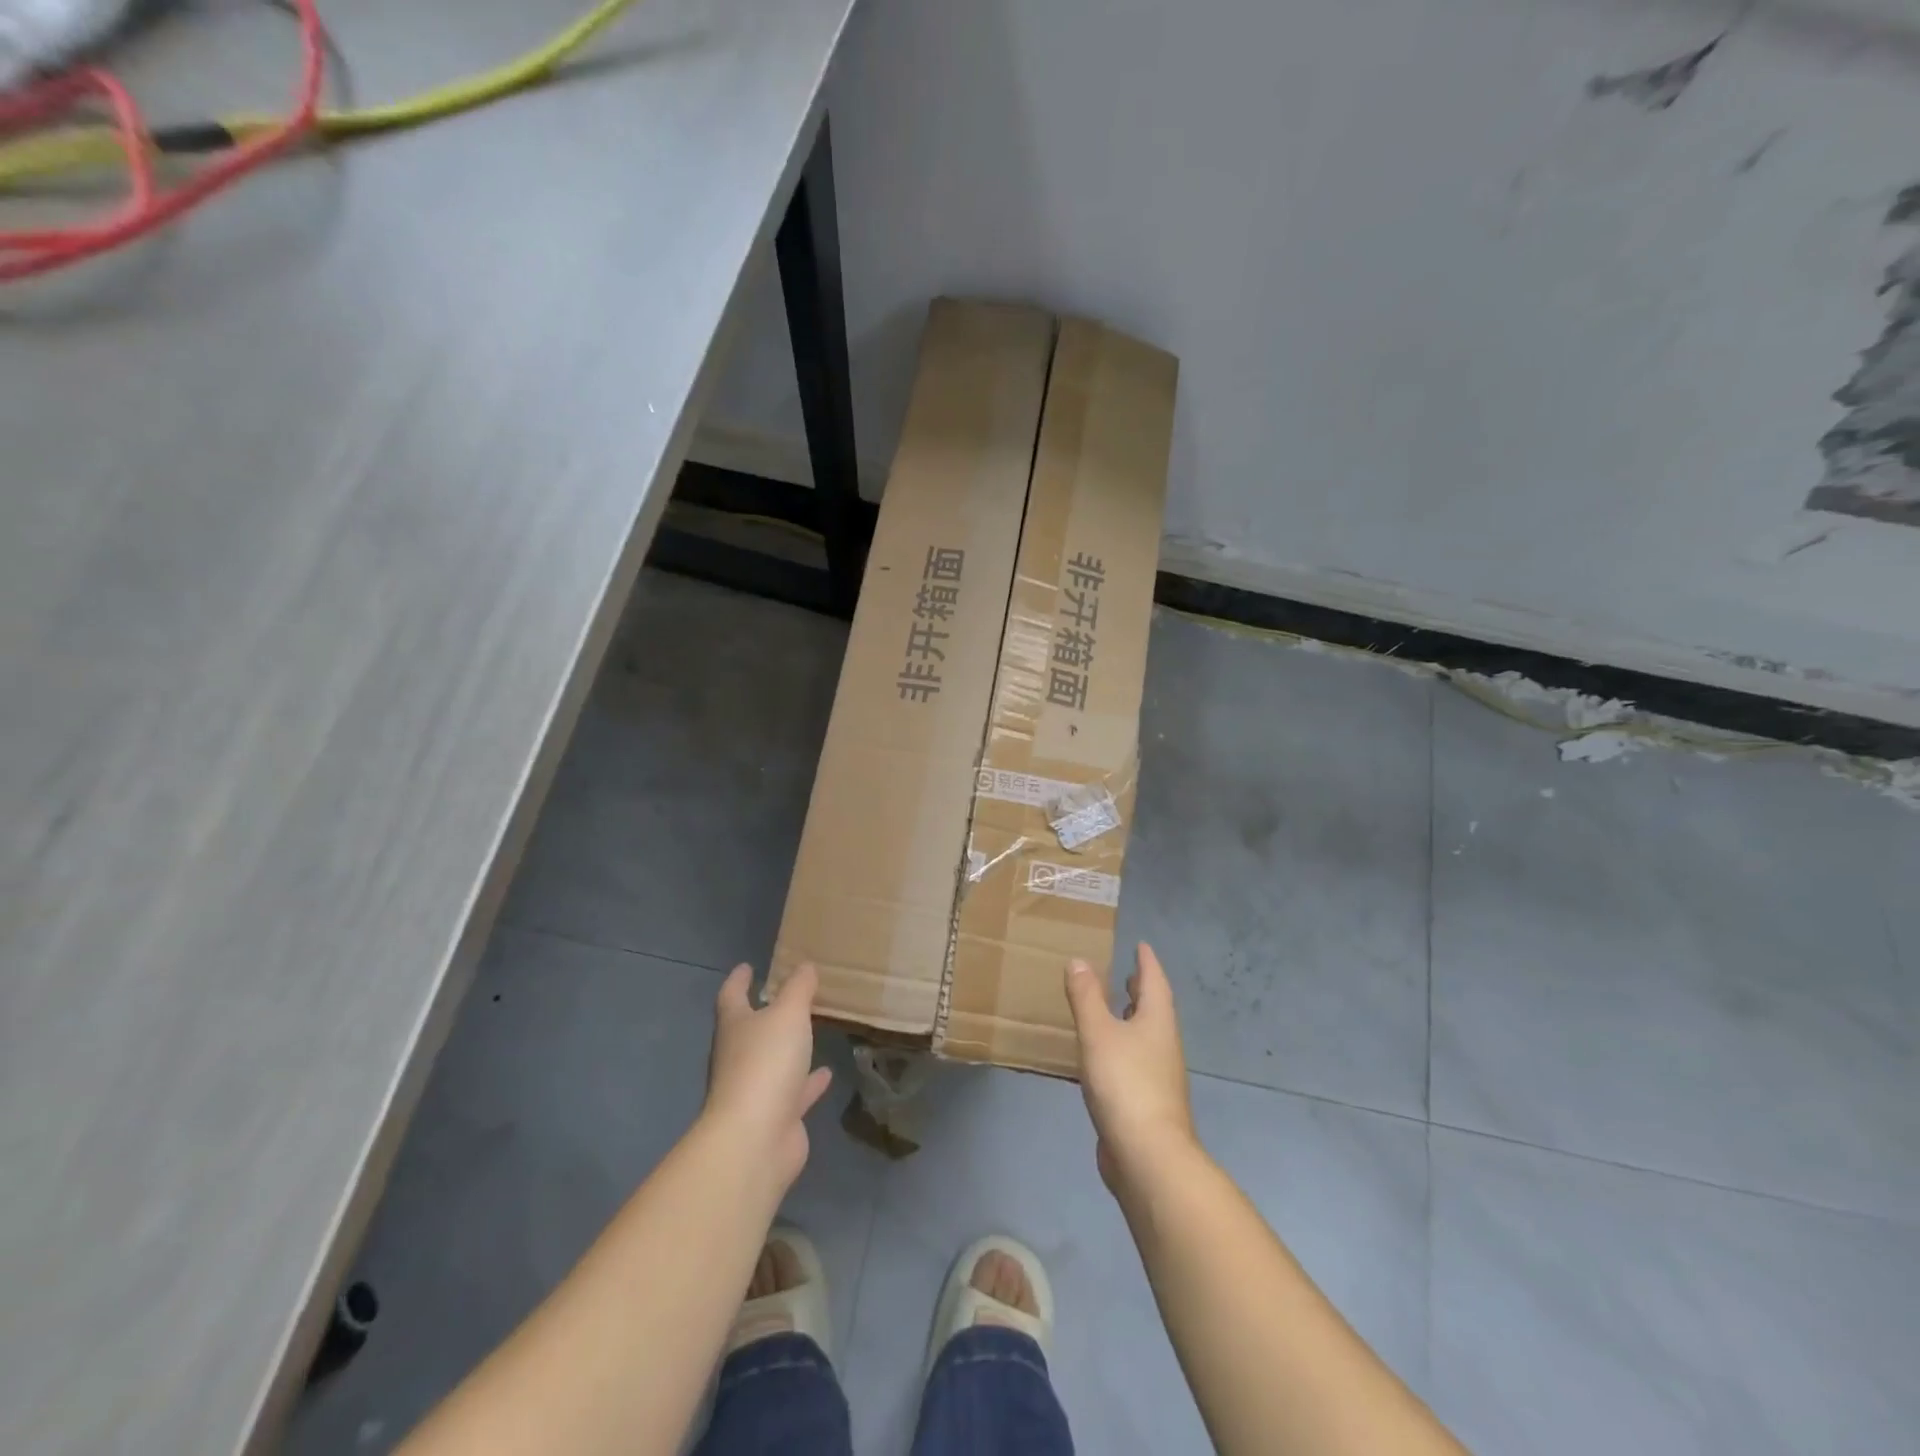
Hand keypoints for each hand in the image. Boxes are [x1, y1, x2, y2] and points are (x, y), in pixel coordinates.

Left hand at [704, 962, 832, 1190]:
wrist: (755, 1139)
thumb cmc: (766, 1064)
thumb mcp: (788, 1014)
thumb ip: (798, 988)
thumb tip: (804, 966)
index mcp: (735, 1027)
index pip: (732, 996)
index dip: (739, 980)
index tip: (747, 967)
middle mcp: (738, 1056)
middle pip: (749, 1029)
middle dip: (765, 1013)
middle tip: (788, 996)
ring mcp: (755, 1089)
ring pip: (773, 1060)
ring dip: (788, 1047)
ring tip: (810, 1029)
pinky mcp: (775, 1116)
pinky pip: (794, 1092)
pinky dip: (808, 1082)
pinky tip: (827, 1073)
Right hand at [1064, 943, 1195, 1193]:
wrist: (1148, 1157)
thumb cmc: (1126, 1084)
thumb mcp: (1099, 1033)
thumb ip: (1087, 996)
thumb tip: (1079, 959)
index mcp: (1157, 1022)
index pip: (1154, 981)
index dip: (1146, 962)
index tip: (1140, 945)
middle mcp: (1163, 1045)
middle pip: (1154, 1009)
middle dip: (1141, 990)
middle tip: (1127, 973)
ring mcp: (1158, 1077)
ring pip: (1145, 1037)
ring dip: (1131, 1019)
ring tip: (1112, 1009)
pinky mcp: (1146, 1103)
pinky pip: (1133, 1062)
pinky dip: (1120, 1048)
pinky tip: (1101, 1057)